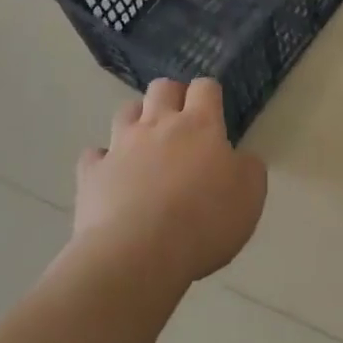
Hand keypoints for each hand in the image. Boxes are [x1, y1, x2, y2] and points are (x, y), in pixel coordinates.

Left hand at [74, 77, 266, 288]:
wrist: (138, 254)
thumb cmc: (203, 222)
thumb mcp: (250, 197)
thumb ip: (248, 168)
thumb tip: (239, 158)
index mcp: (200, 126)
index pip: (205, 88)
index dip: (209, 93)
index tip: (214, 109)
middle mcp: (158, 125)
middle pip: (162, 88)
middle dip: (172, 95)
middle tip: (181, 119)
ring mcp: (120, 146)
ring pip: (126, 111)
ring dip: (137, 118)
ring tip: (146, 140)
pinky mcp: (92, 173)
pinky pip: (95, 154)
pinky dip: (103, 159)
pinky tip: (111, 174)